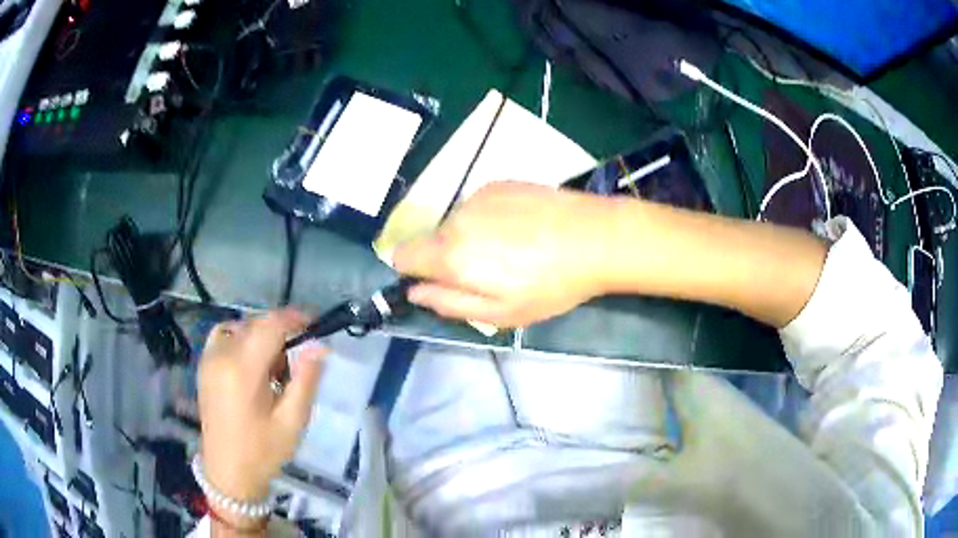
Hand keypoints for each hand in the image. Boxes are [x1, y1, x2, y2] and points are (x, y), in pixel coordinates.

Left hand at [198, 310, 325, 517]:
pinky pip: (225, 335)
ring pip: (241, 327)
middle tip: (298, 360)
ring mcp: (209, 358)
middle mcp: (222, 355)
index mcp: (243, 369)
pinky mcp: (204, 365)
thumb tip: (320, 346)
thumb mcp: (292, 420)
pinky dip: (242, 338)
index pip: (271, 325)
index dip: (295, 318)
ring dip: (262, 336)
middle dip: (281, 332)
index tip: (315, 325)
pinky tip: (251, 361)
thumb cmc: (263, 451)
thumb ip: (306, 379)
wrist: (228, 471)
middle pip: (256, 324)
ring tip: (274, 366)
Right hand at [393, 182, 614, 326]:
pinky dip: (489, 218)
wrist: (596, 237)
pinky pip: (478, 205)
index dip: (413, 271)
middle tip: (490, 272)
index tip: (439, 282)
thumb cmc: (550, 285)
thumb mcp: (501, 313)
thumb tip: (414, 291)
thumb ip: (449, 303)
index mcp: (451, 255)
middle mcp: (456, 218)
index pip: (401, 255)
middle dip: (448, 257)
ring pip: (456, 222)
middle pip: (431, 240)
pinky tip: (522, 227)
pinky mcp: (499, 182)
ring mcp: (478, 195)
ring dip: (471, 236)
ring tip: (513, 249)